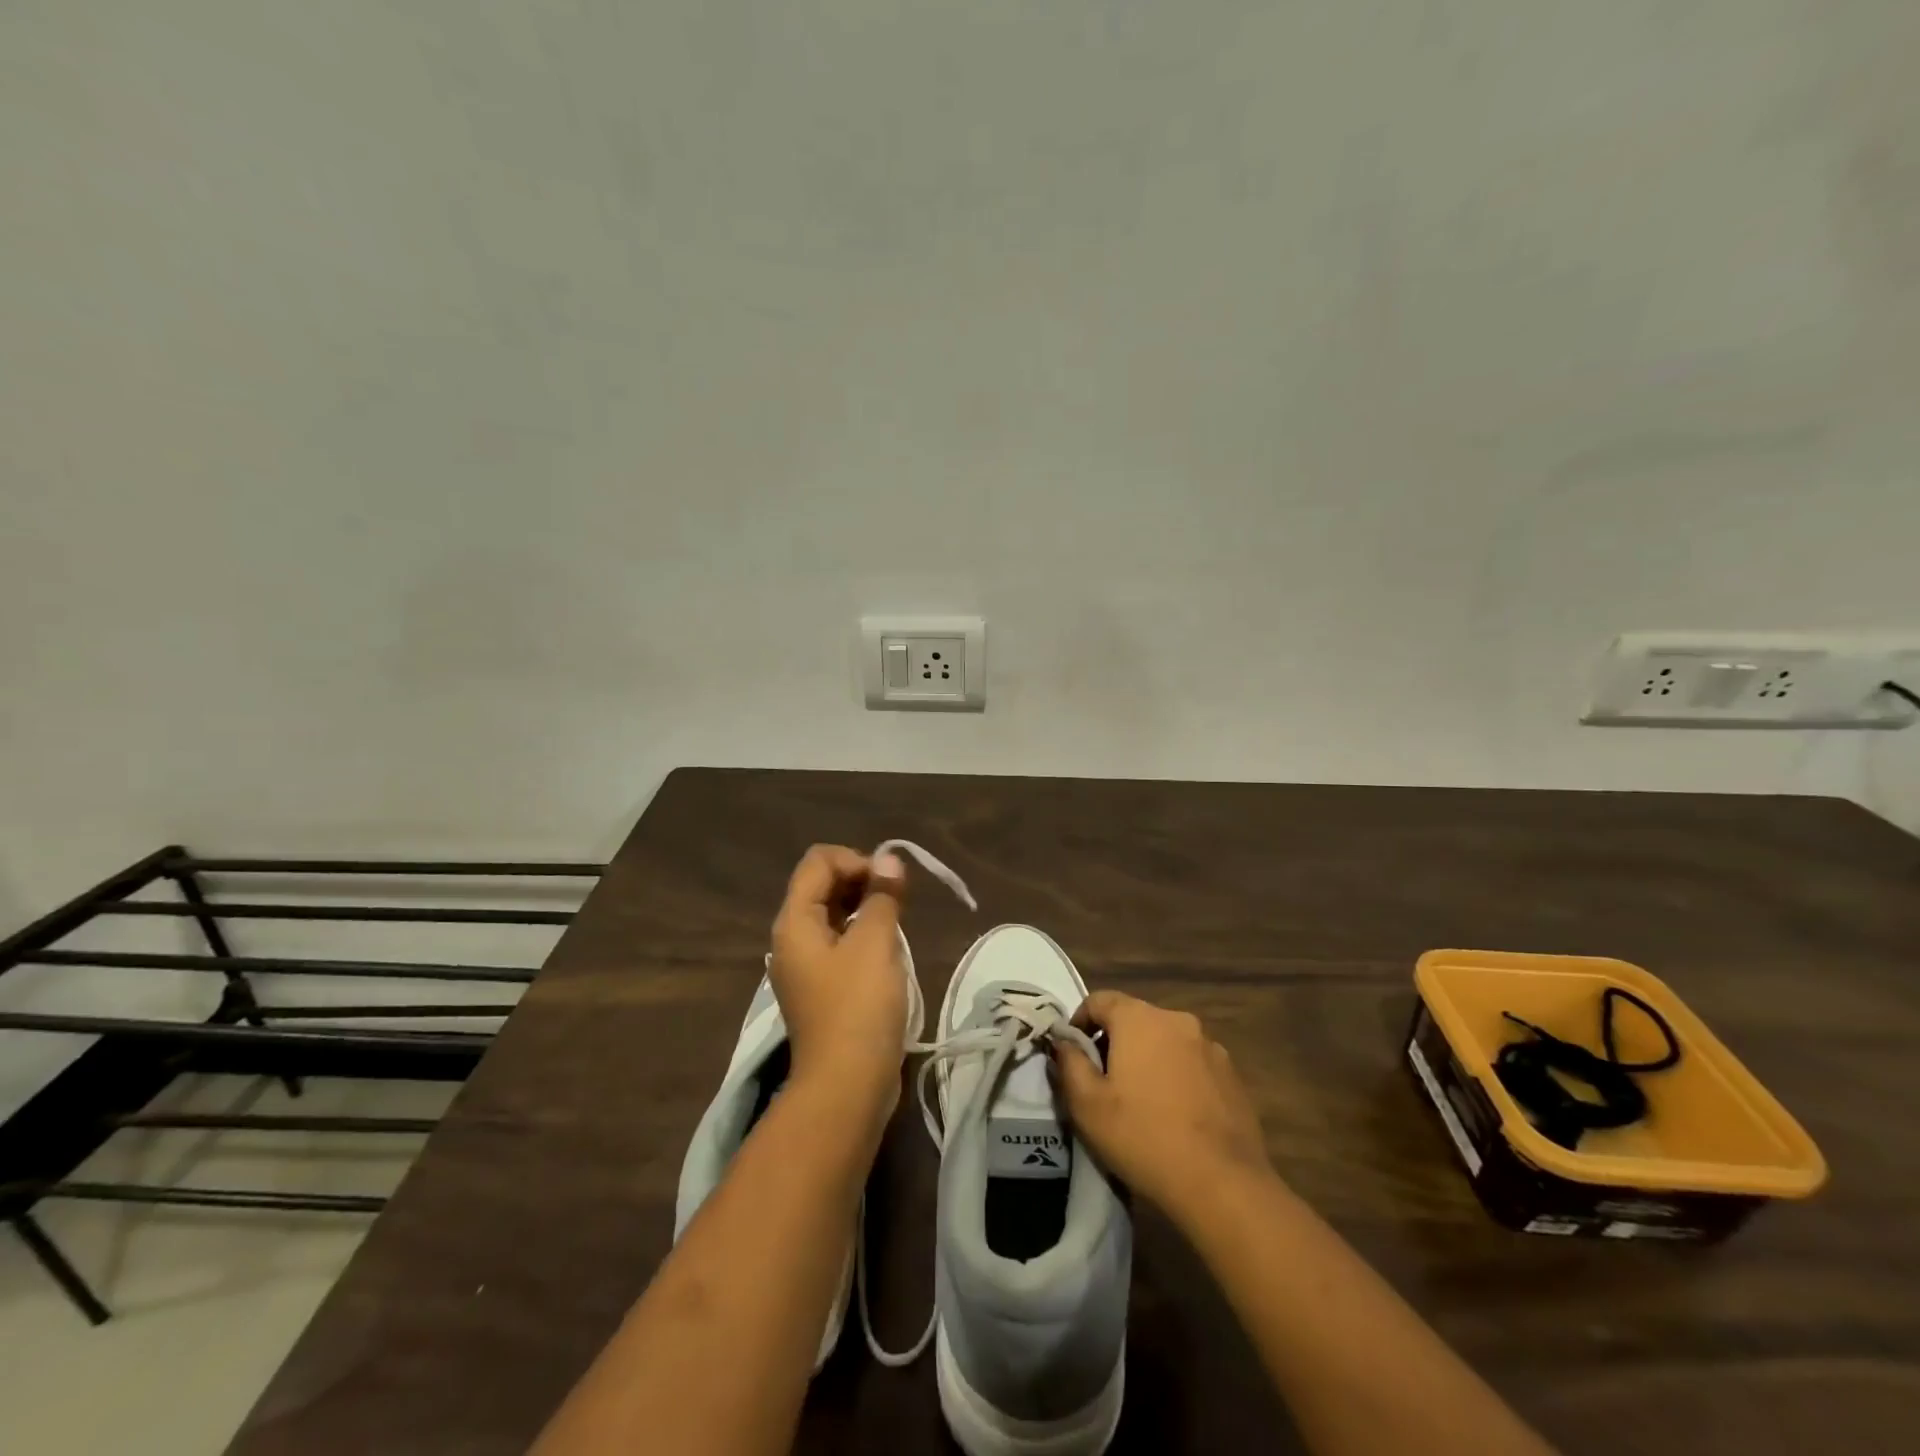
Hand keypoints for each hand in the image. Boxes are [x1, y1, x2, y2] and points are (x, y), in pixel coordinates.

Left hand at [768, 844, 910, 1113]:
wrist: (846, 1086)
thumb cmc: (858, 1007)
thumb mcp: (875, 943)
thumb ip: (882, 896)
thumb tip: (889, 858)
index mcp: (794, 921)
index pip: (818, 861)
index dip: (856, 860)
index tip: (889, 882)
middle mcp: (792, 938)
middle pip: (823, 886)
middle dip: (862, 881)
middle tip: (898, 899)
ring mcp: (805, 965)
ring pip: (833, 915)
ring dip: (865, 908)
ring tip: (896, 922)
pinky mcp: (822, 988)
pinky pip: (839, 943)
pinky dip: (862, 934)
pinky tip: (887, 949)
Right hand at [1049, 990, 1273, 1225]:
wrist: (1223, 1185)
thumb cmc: (1143, 1137)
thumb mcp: (1087, 1105)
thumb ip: (1069, 1063)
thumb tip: (1064, 1040)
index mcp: (1139, 1018)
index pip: (1099, 1000)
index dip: (1080, 1022)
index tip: (1073, 1055)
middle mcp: (1176, 1020)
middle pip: (1134, 1018)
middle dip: (1114, 1042)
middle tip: (1103, 1082)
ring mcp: (1210, 1046)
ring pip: (1165, 1041)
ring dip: (1148, 1059)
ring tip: (1141, 1101)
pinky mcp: (1232, 1075)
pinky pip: (1192, 1064)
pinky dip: (1177, 1077)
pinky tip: (1175, 1115)